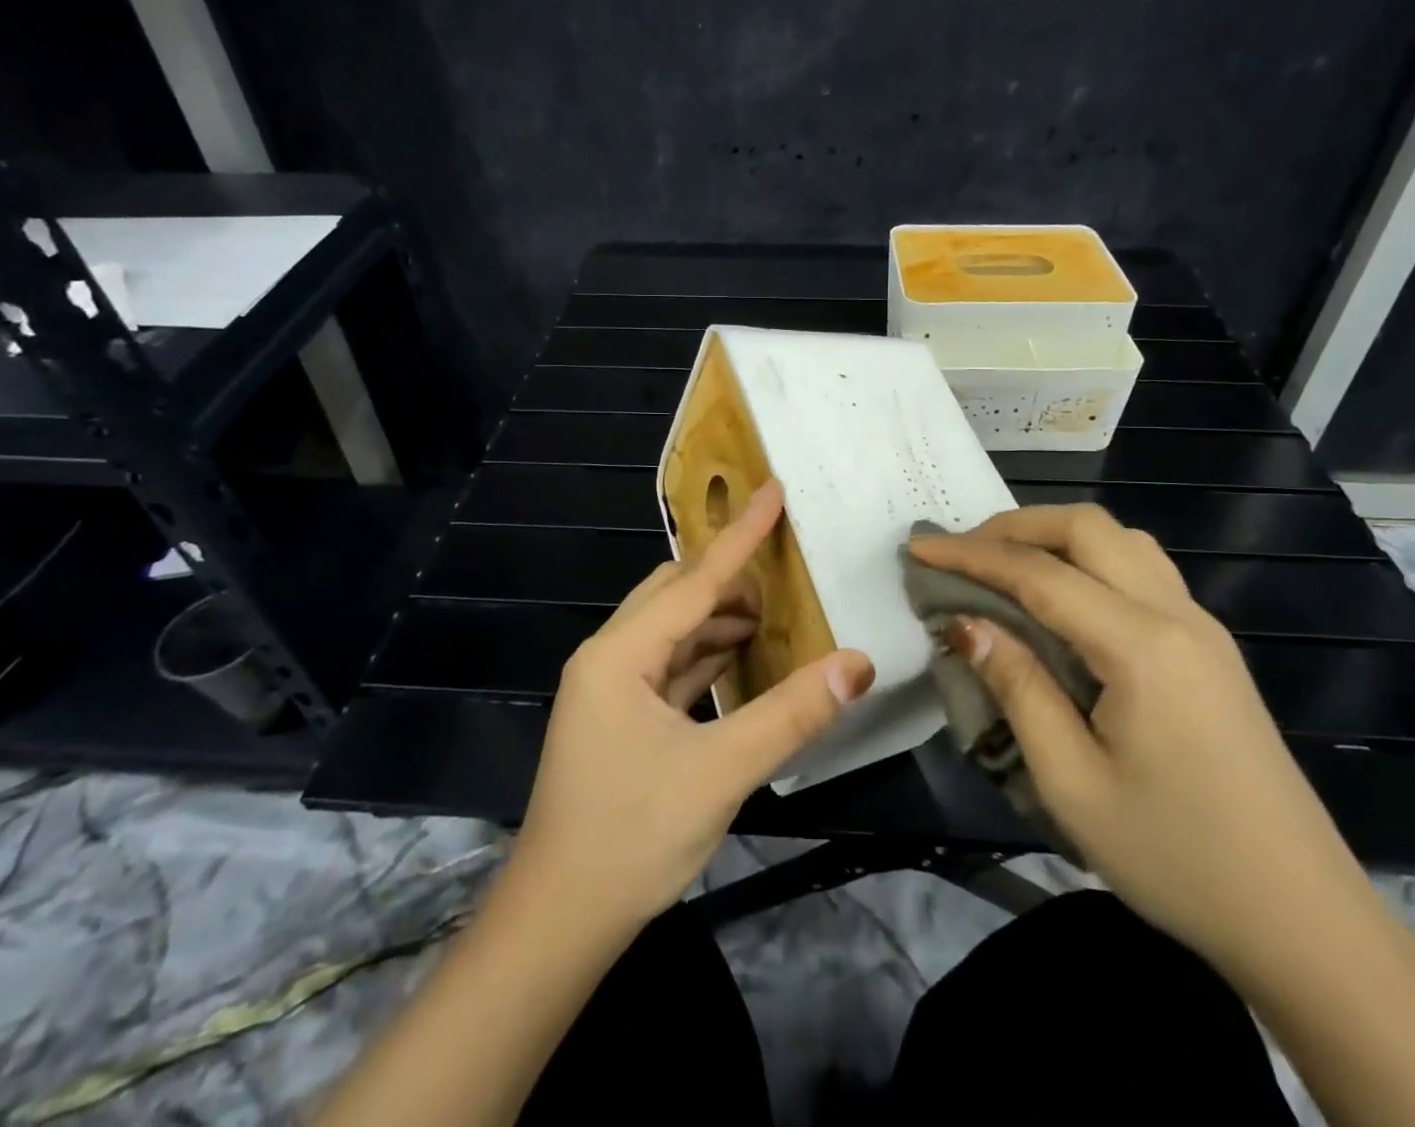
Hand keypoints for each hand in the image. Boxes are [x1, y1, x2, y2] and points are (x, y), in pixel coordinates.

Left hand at [508, 481, 874, 934]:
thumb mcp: (720, 772)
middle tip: (783, 566)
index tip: (773, 490)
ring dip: (718, 618)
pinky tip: (740, 660)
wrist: (557, 924)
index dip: (739, 535)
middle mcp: (609, 658)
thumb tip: (858, 663)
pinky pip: (669, 666)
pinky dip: (706, 655)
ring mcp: (610, 690)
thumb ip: (791, 714)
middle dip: (728, 577)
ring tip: (773, 613)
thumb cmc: (630, 838)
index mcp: (619, 654)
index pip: (693, 580)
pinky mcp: (620, 720)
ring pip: (672, 631)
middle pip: (675, 595)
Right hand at [909, 505, 1373, 972]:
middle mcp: (1176, 615)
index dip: (971, 554)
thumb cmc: (1177, 859)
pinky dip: (1088, 559)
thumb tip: (965, 623)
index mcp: (1142, 646)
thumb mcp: (1073, 784)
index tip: (918, 549)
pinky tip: (1063, 599)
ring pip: (1120, 540)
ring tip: (1005, 566)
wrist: (1304, 920)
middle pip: (1086, 528)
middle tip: (961, 554)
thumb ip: (1016, 687)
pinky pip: (1141, 569)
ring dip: (1055, 536)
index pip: (1038, 573)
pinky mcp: (1210, 648)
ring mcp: (1202, 627)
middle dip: (1014, 527)